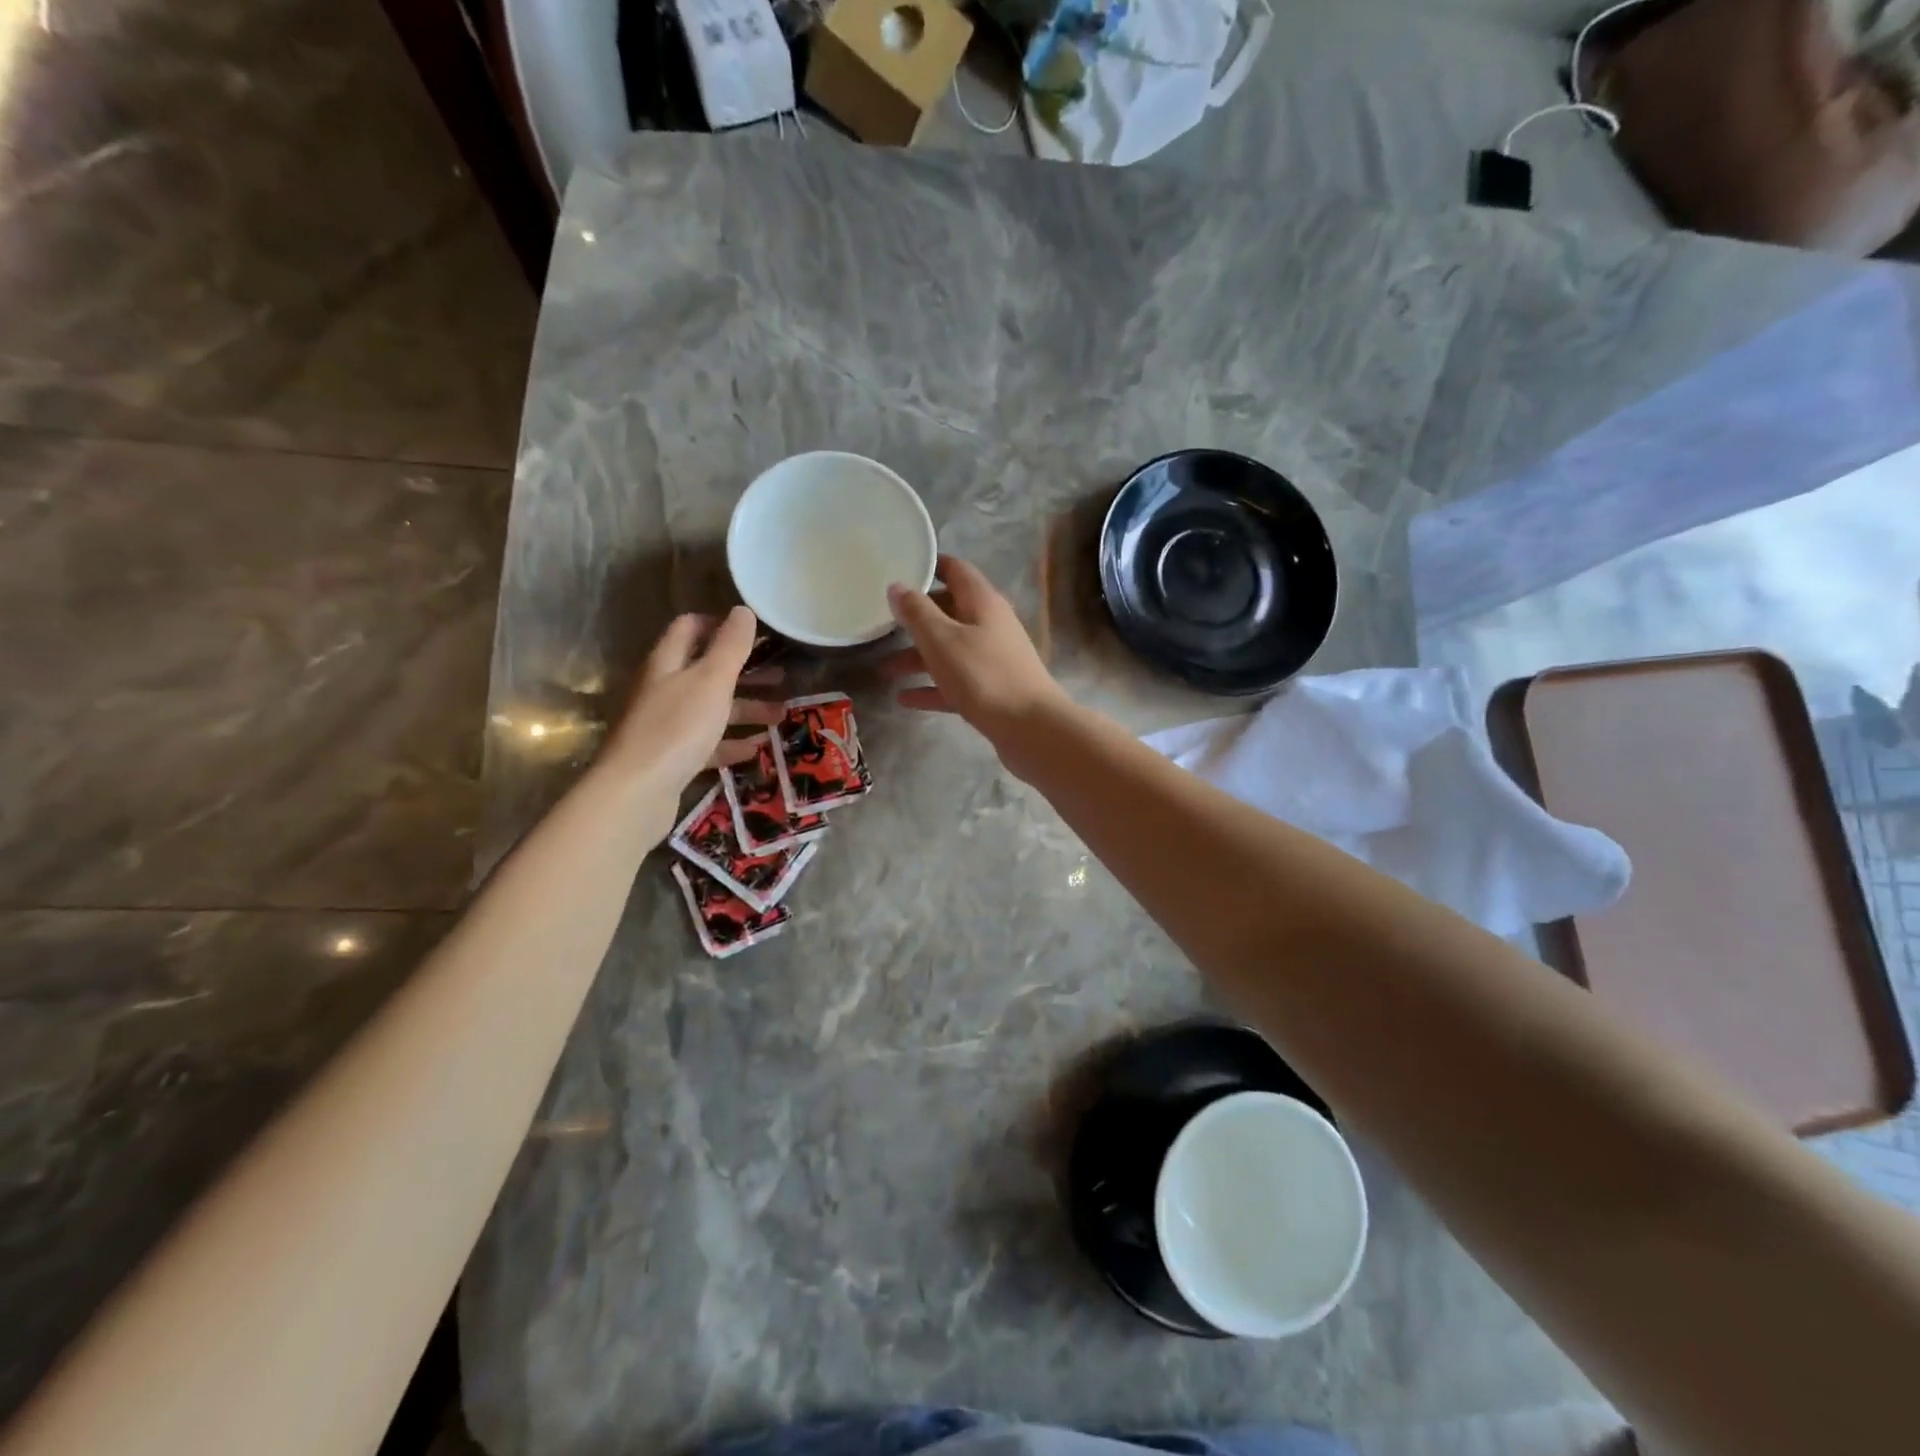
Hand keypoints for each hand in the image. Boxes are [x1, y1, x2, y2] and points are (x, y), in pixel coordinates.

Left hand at [603, 607, 784, 794]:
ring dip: (745, 710)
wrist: (637, 792)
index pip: (690, 628)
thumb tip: (743, 610)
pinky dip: (730, 743)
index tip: (755, 635)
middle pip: (705, 671)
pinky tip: (754, 750)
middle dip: (744, 673)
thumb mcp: (711, 681)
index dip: (720, 626)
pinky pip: (706, 743)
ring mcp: (665, 725)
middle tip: (781, 678)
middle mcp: (663, 689)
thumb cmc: (677, 728)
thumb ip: (730, 646)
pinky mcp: (670, 758)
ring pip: (710, 709)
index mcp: (668, 663)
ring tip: (780, 717)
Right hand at [882, 555, 1069, 753]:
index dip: (929, 566)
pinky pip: (955, 682)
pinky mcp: (992, 691)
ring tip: (884, 669)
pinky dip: (931, 687)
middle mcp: (990, 625)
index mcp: (982, 602)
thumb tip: (897, 586)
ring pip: (949, 650)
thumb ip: (917, 612)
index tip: (899, 568)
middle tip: (882, 623)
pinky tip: (904, 699)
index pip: (955, 570)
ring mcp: (993, 659)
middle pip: (949, 612)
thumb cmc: (983, 676)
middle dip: (916, 619)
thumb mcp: (942, 639)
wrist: (1030, 728)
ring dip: (918, 658)